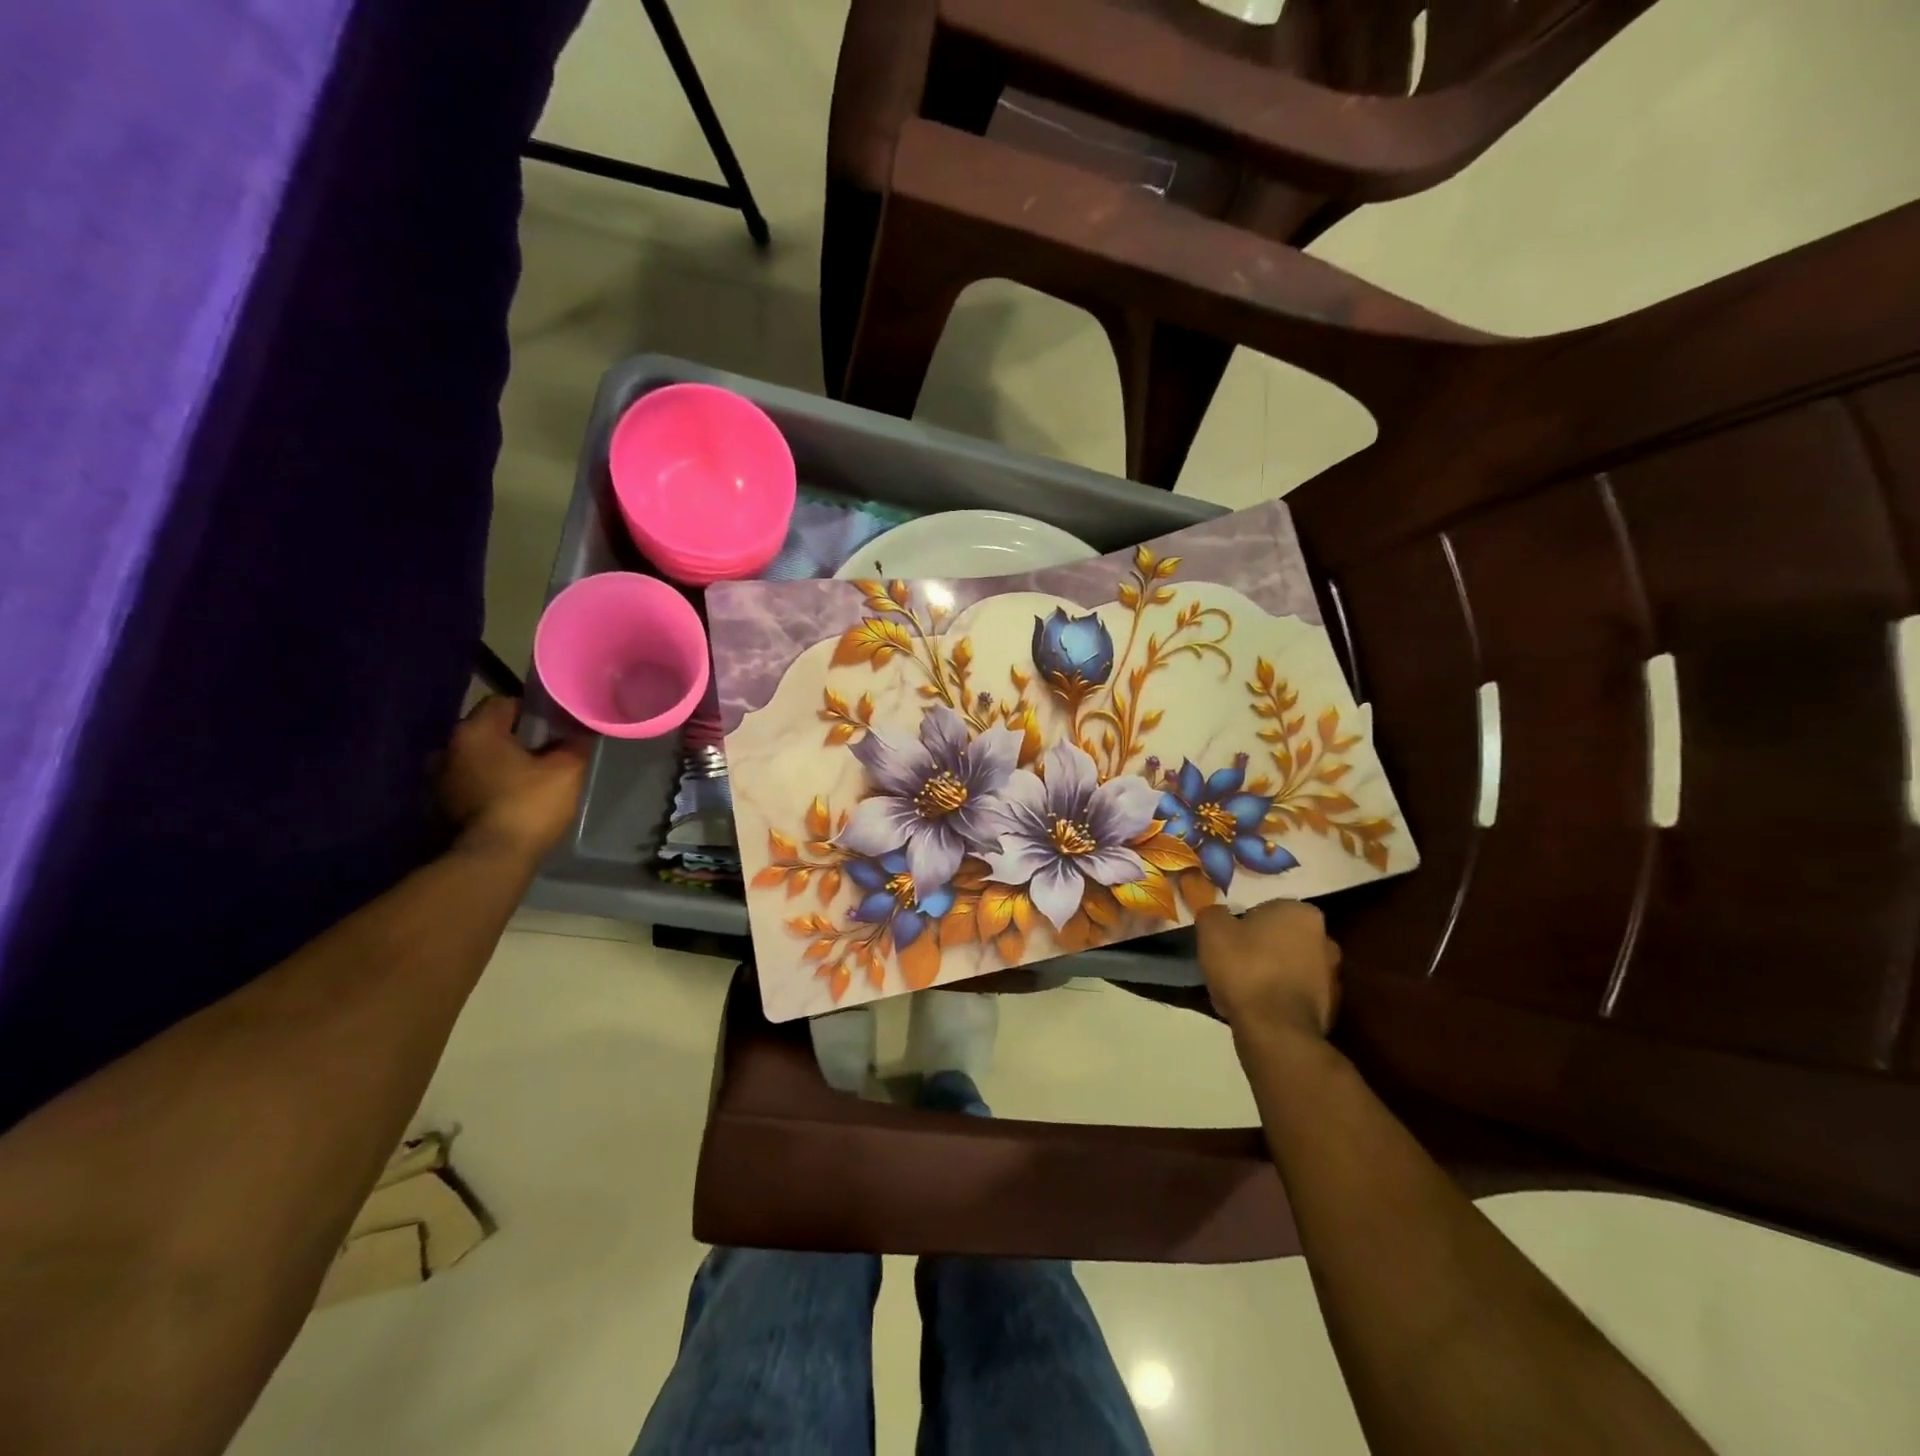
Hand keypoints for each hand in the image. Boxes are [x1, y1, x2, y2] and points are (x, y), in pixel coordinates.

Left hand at [438, 697, 589, 860]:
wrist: (491, 860)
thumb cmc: (529, 804)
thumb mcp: (568, 769)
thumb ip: (576, 744)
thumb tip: (580, 733)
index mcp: (475, 732)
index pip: (504, 702)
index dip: (532, 711)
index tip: (555, 728)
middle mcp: (447, 749)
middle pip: (488, 732)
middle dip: (515, 740)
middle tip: (546, 754)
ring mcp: (438, 781)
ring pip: (477, 760)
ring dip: (498, 765)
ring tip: (527, 780)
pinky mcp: (439, 808)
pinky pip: (469, 785)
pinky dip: (487, 788)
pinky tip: (509, 802)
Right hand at [1195, 901, 1340, 1043]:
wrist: (1275, 1029)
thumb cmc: (1245, 968)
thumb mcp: (1212, 930)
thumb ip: (1214, 913)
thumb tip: (1217, 914)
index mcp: (1301, 913)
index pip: (1266, 910)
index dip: (1242, 924)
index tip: (1227, 940)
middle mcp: (1325, 939)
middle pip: (1281, 939)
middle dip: (1261, 948)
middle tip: (1234, 963)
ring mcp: (1332, 976)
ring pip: (1289, 968)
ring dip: (1271, 974)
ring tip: (1242, 990)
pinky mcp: (1330, 1009)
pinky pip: (1295, 995)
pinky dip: (1278, 999)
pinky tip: (1256, 1009)